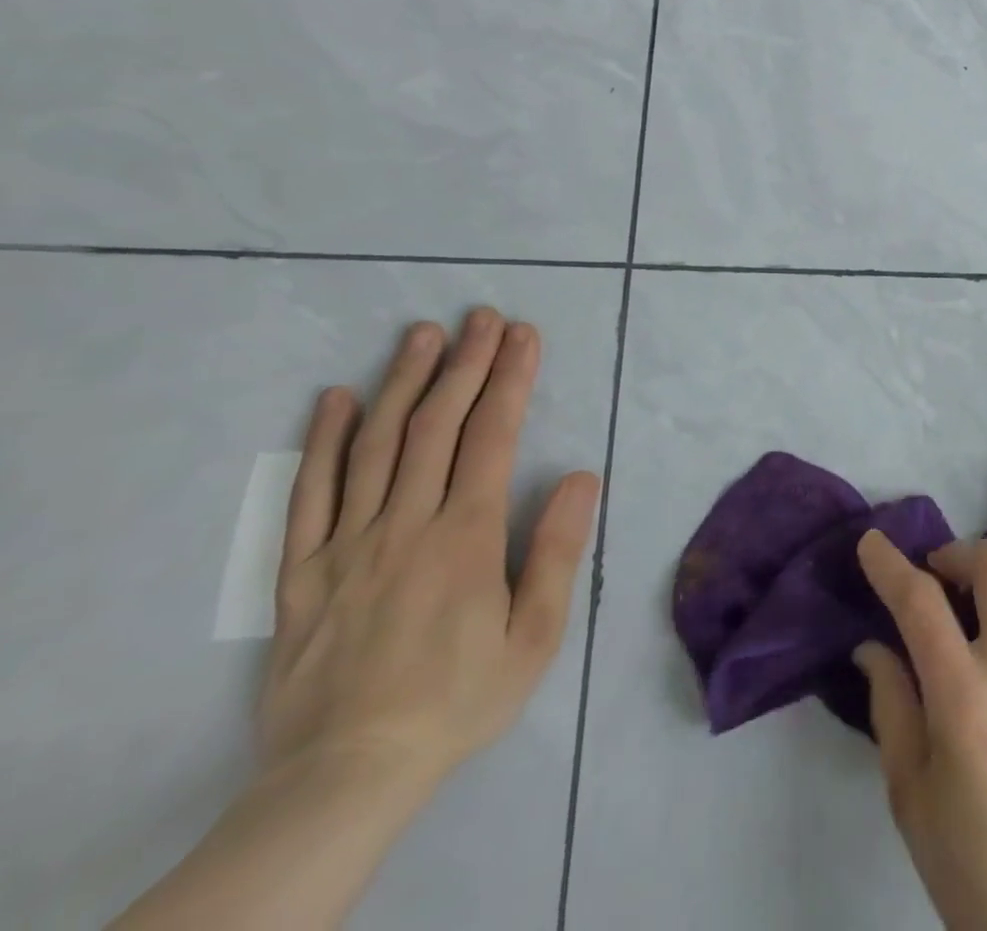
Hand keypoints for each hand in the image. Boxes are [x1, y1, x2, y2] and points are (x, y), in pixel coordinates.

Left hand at [263, 309, 599, 787]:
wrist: (345, 775)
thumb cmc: (458, 699)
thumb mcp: (533, 636)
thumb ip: (556, 551)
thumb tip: (578, 476)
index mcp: (464, 536)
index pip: (492, 436)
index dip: (511, 380)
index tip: (524, 336)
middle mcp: (405, 524)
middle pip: (436, 425)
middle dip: (465, 363)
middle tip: (483, 317)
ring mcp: (346, 544)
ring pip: (376, 446)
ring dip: (403, 382)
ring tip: (422, 334)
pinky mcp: (302, 572)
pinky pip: (309, 496)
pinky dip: (323, 442)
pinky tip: (335, 399)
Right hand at [854, 532, 986, 930]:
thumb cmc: (971, 864)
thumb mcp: (910, 793)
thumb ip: (891, 705)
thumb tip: (873, 645)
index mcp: (964, 698)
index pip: (920, 602)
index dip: (889, 564)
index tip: (872, 542)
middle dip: (957, 554)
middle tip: (940, 578)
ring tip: (984, 607)